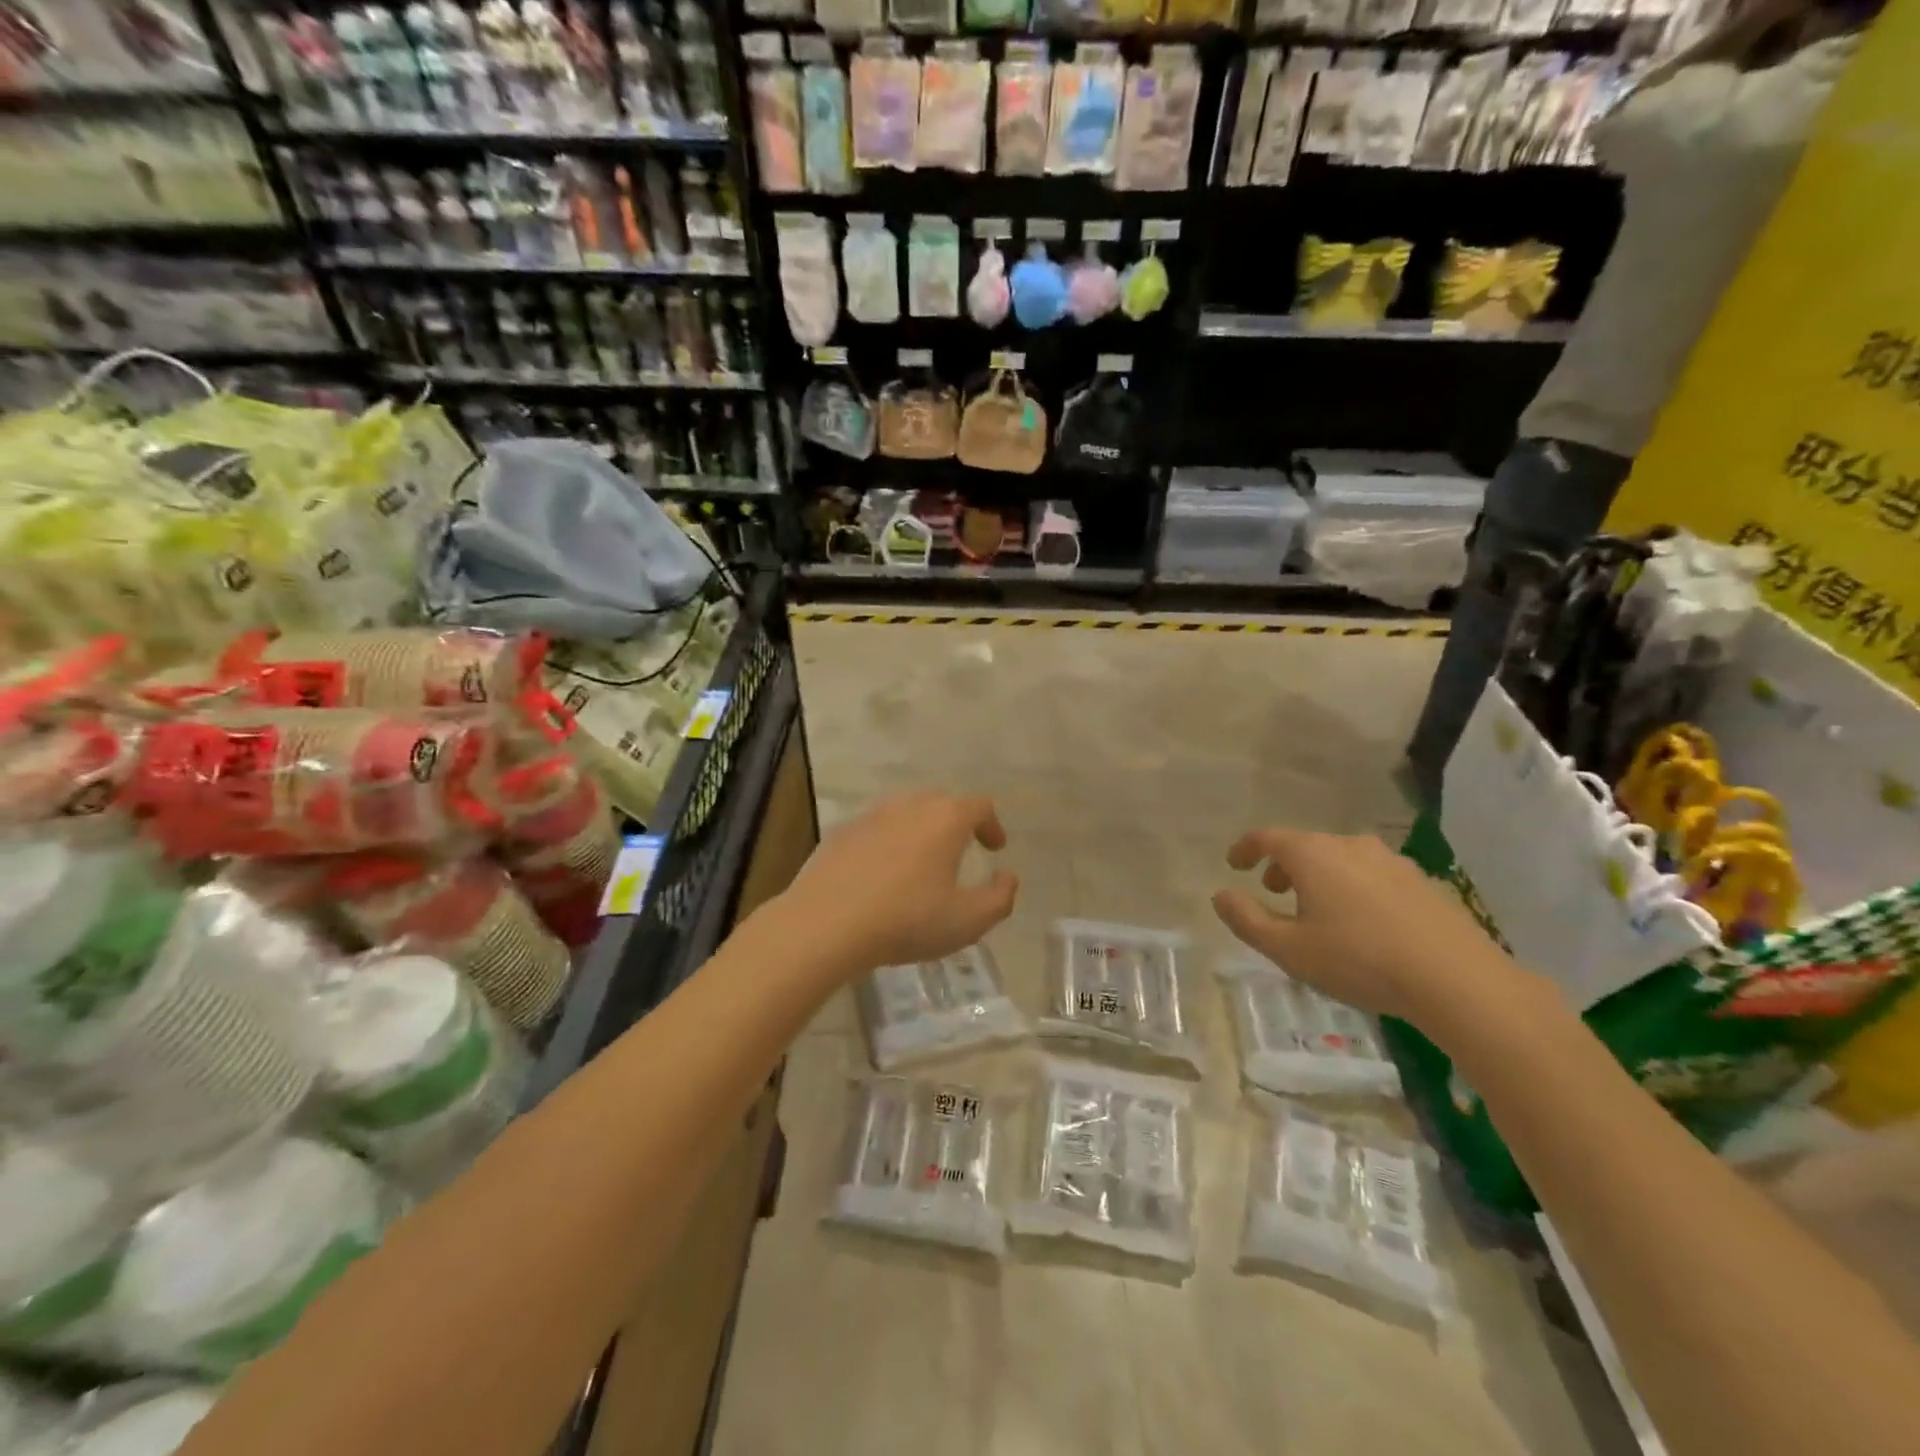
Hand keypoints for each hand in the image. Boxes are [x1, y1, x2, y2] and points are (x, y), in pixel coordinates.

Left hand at [779, 792, 1018, 973]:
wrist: (826, 923)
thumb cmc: (907, 920)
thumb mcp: (967, 921)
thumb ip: (999, 898)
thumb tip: (1008, 877)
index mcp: (945, 819)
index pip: (979, 806)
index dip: (992, 825)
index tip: (995, 848)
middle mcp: (909, 806)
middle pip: (941, 803)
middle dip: (957, 823)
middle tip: (962, 851)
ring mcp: (871, 816)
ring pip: (905, 814)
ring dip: (921, 832)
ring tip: (923, 862)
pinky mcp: (841, 833)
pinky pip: (876, 830)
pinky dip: (889, 844)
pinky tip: (883, 874)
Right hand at [1212, 828, 1526, 1027]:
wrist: (1457, 980)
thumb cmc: (1359, 960)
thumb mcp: (1289, 949)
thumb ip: (1247, 920)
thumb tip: (1221, 895)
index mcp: (1313, 855)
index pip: (1267, 838)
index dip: (1245, 848)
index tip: (1234, 864)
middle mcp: (1350, 846)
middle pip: (1305, 846)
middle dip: (1283, 866)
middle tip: (1274, 893)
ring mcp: (1391, 861)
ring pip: (1341, 859)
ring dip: (1320, 877)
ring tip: (1318, 911)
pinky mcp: (1422, 882)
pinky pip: (1372, 875)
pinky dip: (1353, 888)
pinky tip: (1363, 924)